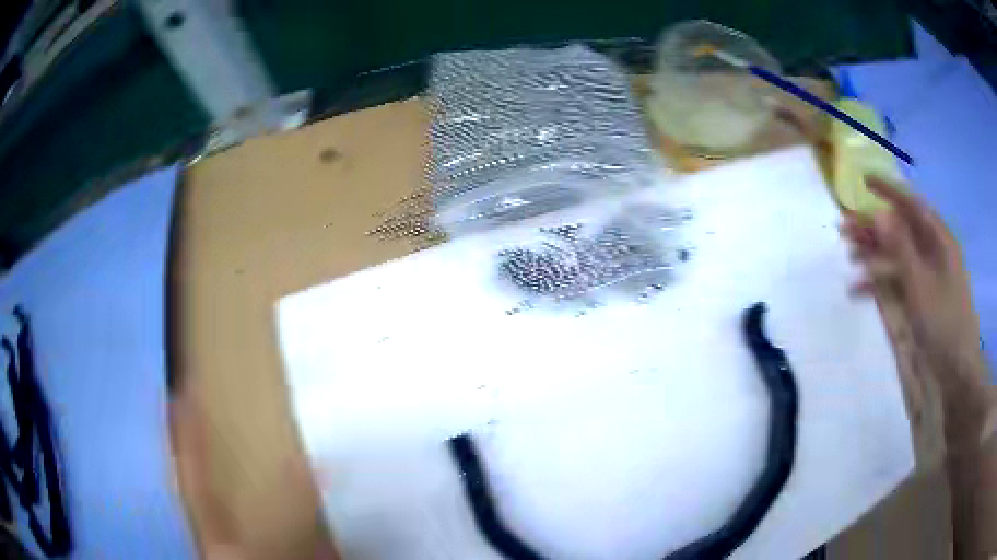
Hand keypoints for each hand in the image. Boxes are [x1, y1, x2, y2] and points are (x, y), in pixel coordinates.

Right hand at [840, 176, 984, 401]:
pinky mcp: (921, 296)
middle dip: (873, 228)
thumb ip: (901, 249)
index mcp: (939, 240)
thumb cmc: (943, 322)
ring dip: (873, 255)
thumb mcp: (921, 284)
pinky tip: (859, 290)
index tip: (864, 181)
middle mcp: (933, 252)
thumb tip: (879, 214)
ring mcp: (927, 275)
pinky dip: (880, 282)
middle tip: (844, 227)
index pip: (912, 205)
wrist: (956, 369)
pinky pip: (898, 280)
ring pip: (897, 255)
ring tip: (848, 256)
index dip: (889, 191)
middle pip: (901, 230)